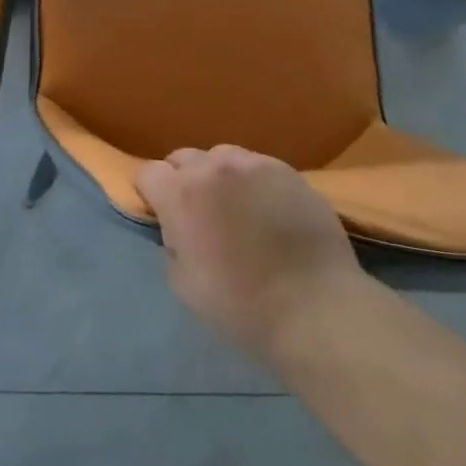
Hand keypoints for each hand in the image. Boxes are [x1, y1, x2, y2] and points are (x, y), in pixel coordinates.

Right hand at [137, 145, 372, 364]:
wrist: (316, 309)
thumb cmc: (242, 305)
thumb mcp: (183, 284)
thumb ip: (172, 242)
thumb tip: (178, 228)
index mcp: (181, 195)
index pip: (149, 173)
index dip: (151, 194)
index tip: (161, 215)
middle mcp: (214, 168)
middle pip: (184, 158)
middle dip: (183, 180)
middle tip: (199, 213)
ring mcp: (254, 164)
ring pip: (222, 157)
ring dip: (219, 176)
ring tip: (236, 206)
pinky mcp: (288, 171)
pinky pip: (258, 166)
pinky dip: (253, 182)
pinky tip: (268, 209)